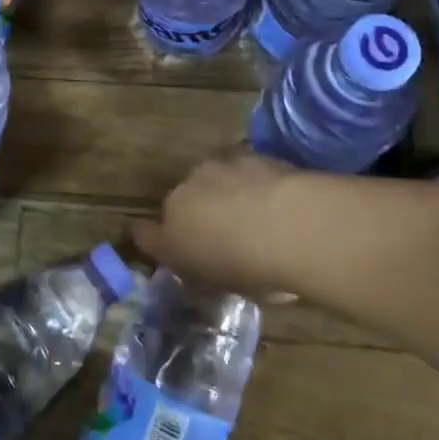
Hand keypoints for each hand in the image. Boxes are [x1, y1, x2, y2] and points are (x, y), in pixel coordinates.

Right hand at [132, 150, 316, 297]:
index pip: (149, 231)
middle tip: (223, 236)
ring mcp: (222, 168)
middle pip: (186, 201)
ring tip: (254, 217)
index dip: (159, 238)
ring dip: (227, 195)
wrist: (289, 226)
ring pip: (217, 182)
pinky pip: (248, 173)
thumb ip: (198, 268)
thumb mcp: (214, 283)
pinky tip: (276, 202)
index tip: (168, 245)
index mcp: (170, 223)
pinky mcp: (255, 156)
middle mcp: (188, 188)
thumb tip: (195, 261)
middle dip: (199, 213)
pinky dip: (255, 184)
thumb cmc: (243, 266)